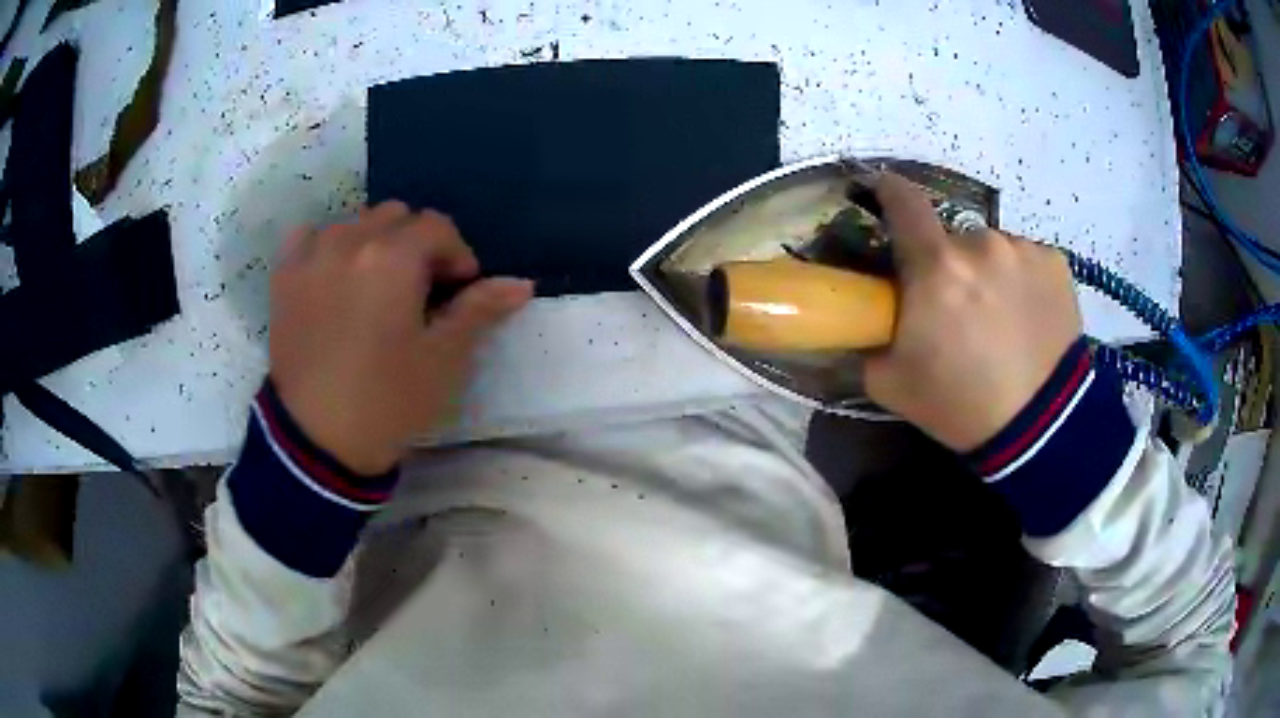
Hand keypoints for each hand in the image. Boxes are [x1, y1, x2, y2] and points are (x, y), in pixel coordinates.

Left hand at [269, 202, 532, 474]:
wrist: (317, 440)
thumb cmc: (388, 400)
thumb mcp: (443, 359)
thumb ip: (480, 310)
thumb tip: (522, 284)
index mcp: (392, 257)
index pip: (437, 226)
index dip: (457, 254)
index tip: (459, 289)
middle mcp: (349, 241)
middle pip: (396, 216)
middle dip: (416, 244)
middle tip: (419, 290)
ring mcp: (311, 255)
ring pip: (354, 223)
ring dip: (374, 243)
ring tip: (374, 287)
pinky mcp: (285, 276)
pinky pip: (308, 236)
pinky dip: (327, 245)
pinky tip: (333, 274)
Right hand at [863, 175, 1081, 451]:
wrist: (1041, 429)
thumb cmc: (960, 405)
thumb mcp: (890, 382)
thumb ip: (870, 337)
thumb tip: (868, 314)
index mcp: (936, 267)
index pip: (903, 201)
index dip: (888, 190)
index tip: (883, 191)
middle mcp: (980, 243)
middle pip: (952, 238)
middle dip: (948, 264)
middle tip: (957, 308)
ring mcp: (1023, 250)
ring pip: (992, 249)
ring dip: (988, 272)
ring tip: (1001, 320)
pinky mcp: (1055, 264)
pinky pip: (1026, 260)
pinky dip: (1021, 281)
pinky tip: (1028, 319)